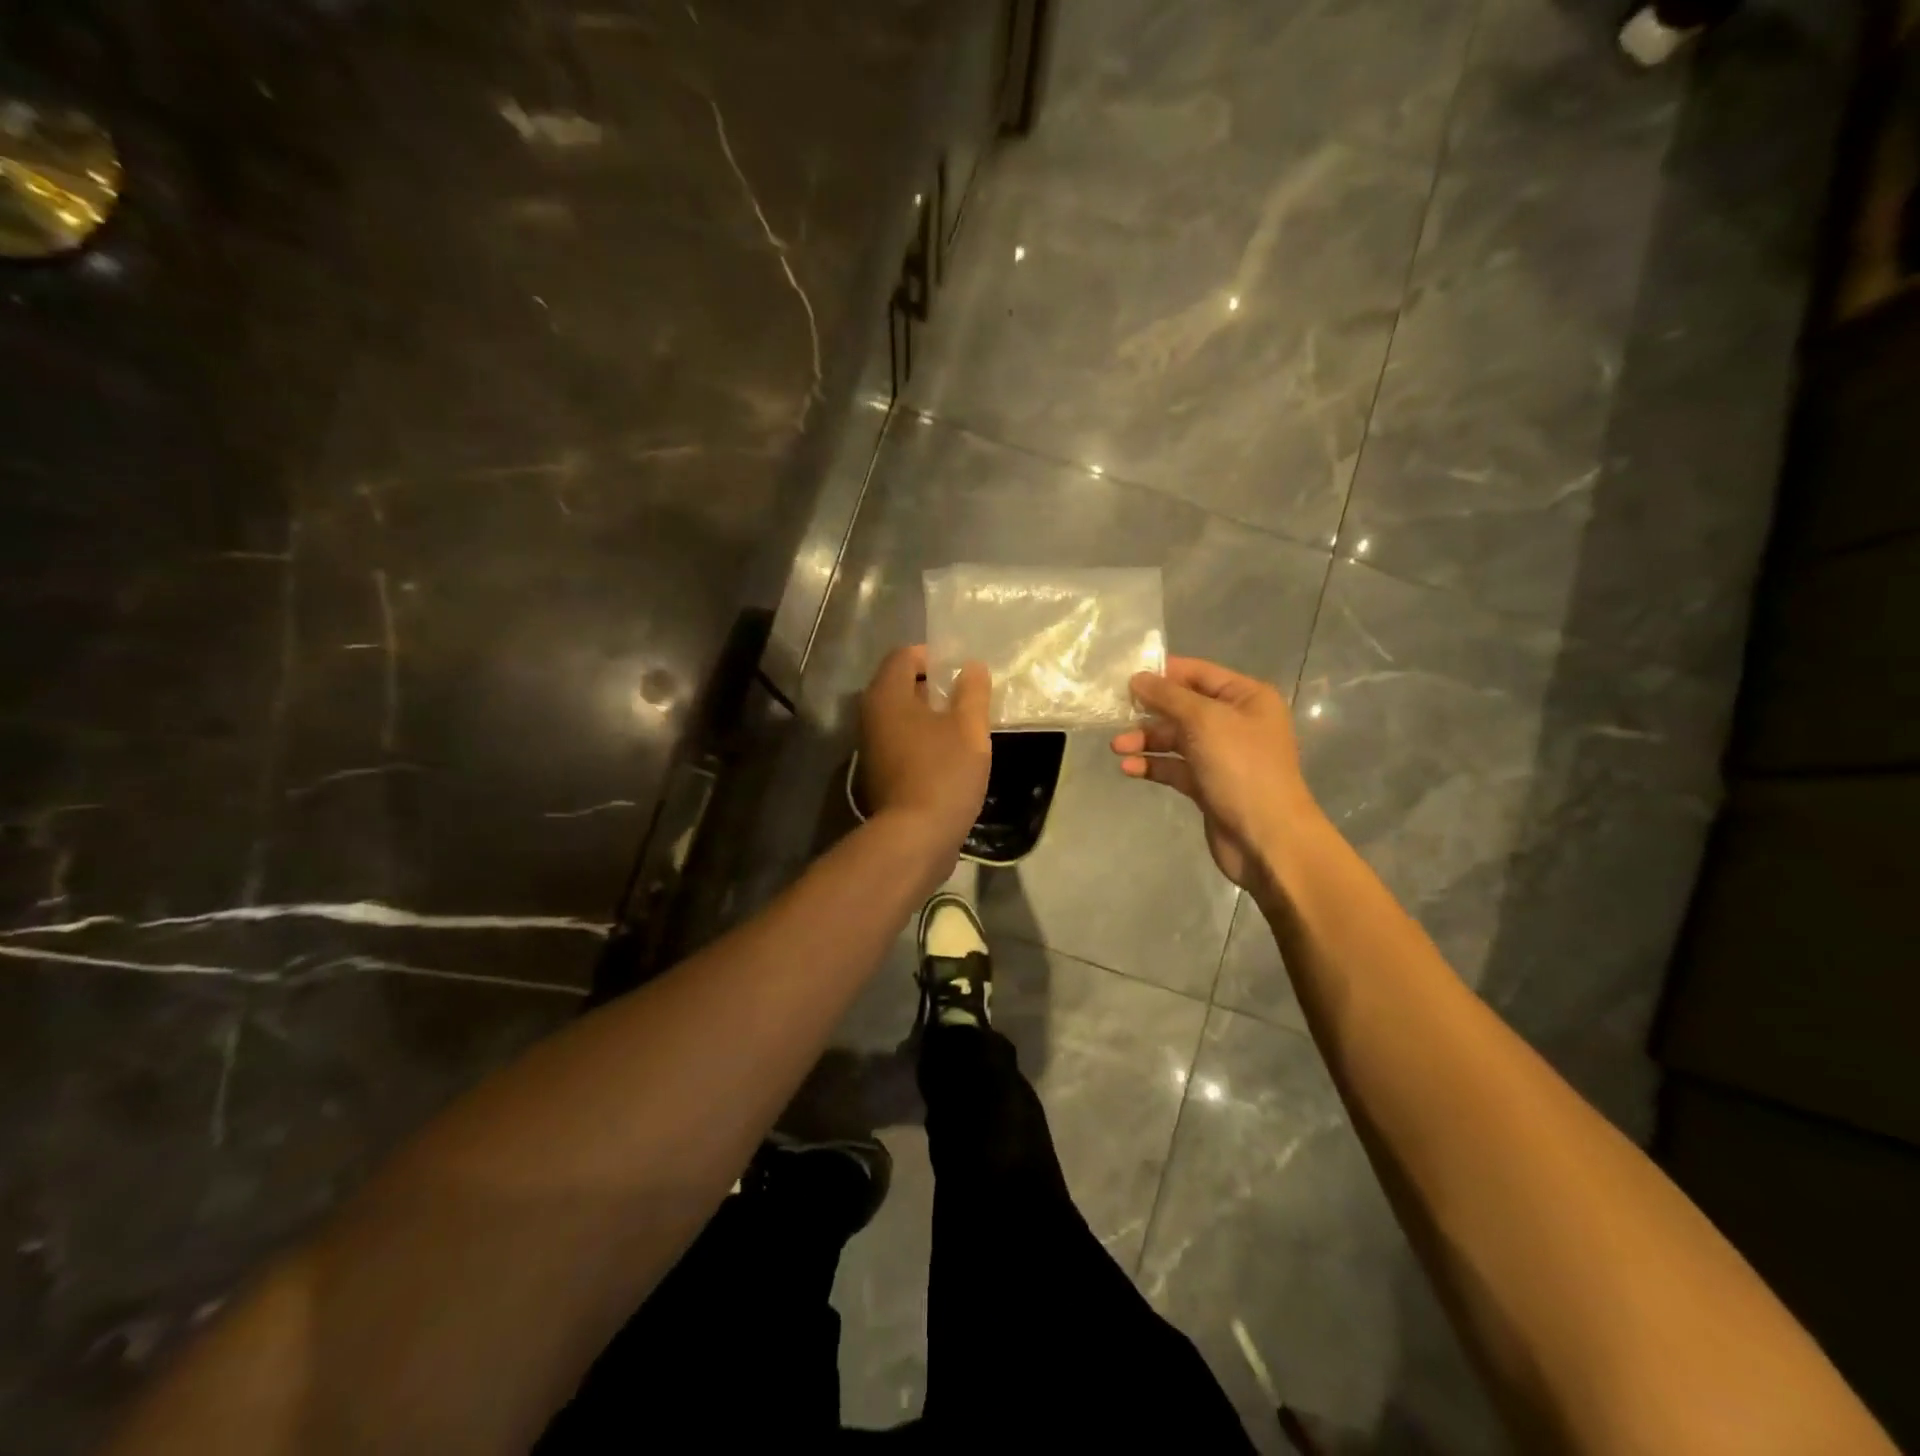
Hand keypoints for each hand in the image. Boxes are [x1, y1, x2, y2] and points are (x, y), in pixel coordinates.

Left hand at [859, 645, 991, 860]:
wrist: (916, 838)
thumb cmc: (943, 773)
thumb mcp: (969, 727)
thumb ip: (972, 691)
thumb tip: (972, 668)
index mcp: (886, 695)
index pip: (904, 656)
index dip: (934, 656)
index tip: (963, 670)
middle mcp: (870, 716)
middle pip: (901, 686)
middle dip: (935, 687)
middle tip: (968, 697)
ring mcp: (871, 747)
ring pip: (902, 717)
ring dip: (931, 716)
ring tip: (965, 726)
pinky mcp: (880, 773)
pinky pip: (902, 743)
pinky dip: (924, 740)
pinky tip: (951, 755)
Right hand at [1110, 656, 1321, 891]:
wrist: (1266, 838)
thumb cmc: (1241, 768)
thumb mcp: (1204, 721)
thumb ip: (1168, 696)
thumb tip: (1137, 678)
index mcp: (1246, 698)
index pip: (1198, 673)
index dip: (1163, 673)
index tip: (1124, 678)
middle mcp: (1236, 722)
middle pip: (1183, 707)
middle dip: (1149, 711)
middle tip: (1114, 715)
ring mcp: (1222, 755)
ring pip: (1175, 739)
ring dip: (1146, 740)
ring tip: (1117, 747)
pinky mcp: (1208, 784)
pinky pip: (1174, 767)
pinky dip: (1153, 765)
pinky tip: (1129, 768)